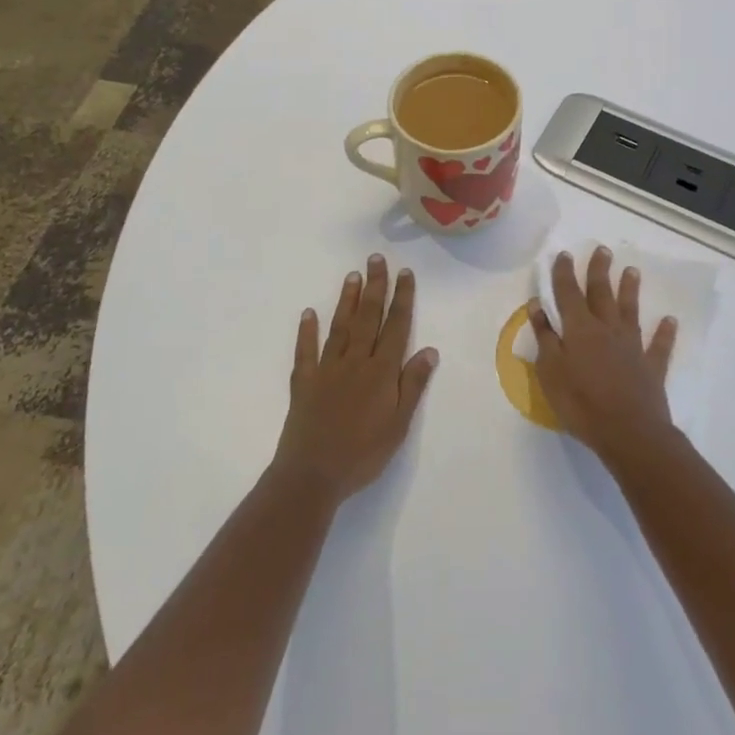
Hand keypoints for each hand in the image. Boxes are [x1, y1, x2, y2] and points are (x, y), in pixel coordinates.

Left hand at [273, 254, 438, 504]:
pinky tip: (308, 313)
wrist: (312, 475)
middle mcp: (355, 361)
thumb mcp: (399, 424)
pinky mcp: (304, 382)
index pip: (396, 326)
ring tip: (352, 275)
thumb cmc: (363, 454)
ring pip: (340, 327)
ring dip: (347, 299)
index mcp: (381, 371)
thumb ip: (413, 385)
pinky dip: (307, 331)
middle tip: (376, 259)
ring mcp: (327, 369)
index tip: (405, 272)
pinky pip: (306, 351)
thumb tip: (430, 350)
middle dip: (375, 286)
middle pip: (368, 317)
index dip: (402, 298)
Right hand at [530, 247, 678, 464]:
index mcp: (579, 329)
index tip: (564, 254)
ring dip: (630, 290)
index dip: (564, 273)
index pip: (568, 293)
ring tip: (632, 270)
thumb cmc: (581, 403)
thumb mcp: (550, 371)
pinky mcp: (651, 367)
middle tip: (603, 250)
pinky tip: (670, 320)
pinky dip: (665, 332)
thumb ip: (545, 337)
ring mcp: (632, 346)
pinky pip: (659, 345)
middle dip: (599, 270)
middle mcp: (607, 329)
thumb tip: (538, 305)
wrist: (628, 432)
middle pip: (602, 293)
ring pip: (630, 311)